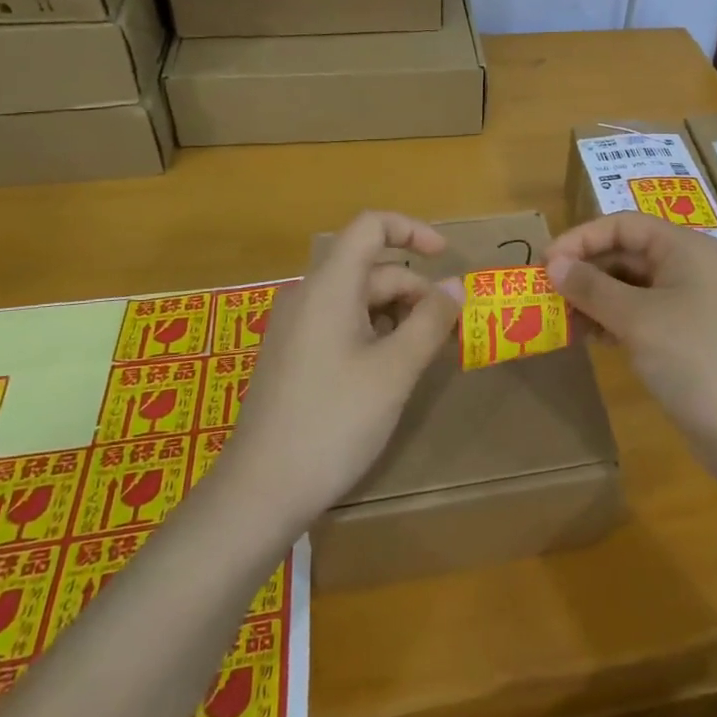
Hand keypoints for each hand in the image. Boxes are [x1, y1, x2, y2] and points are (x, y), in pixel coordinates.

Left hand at [219, 212, 461, 524]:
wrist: (261, 491)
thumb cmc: (334, 421)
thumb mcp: (395, 370)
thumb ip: (430, 320)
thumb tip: (456, 284)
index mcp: (329, 286)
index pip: (371, 226)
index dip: (412, 230)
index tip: (447, 258)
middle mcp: (308, 296)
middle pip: (371, 269)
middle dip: (415, 292)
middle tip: (449, 333)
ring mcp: (296, 327)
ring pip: (359, 300)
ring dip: (399, 317)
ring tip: (426, 356)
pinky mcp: (294, 356)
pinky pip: (342, 325)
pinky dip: (375, 334)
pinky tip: (392, 371)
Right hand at [545, 212, 716, 442]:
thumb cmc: (691, 358)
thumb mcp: (635, 318)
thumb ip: (592, 287)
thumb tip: (554, 264)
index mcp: (683, 248)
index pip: (623, 225)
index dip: (581, 238)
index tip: (545, 262)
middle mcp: (686, 266)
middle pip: (625, 252)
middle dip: (585, 269)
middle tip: (546, 292)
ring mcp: (686, 300)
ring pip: (629, 284)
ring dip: (594, 296)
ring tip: (561, 317)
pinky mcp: (683, 333)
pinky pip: (638, 312)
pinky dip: (611, 318)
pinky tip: (588, 336)